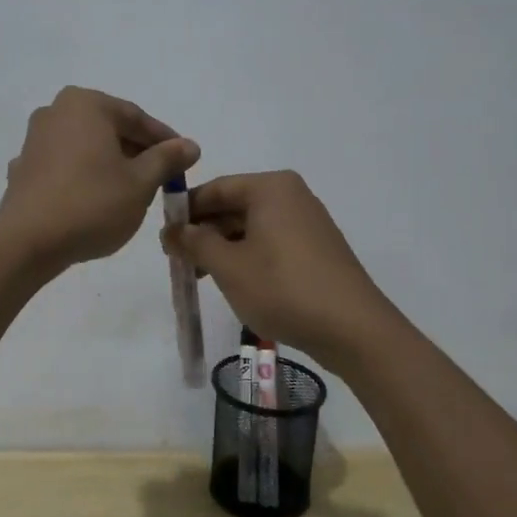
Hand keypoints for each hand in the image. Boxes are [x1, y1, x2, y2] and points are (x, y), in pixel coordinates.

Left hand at [0, 87, 200, 269]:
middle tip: (162, 178)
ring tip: (133, 192)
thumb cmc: (91, 204)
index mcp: (85, 104)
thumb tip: (190, 145)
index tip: (185, 160)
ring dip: (111, 164)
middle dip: (137, 152)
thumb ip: (167, 159)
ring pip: (87, 147)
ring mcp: (35, 140)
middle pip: (109, 129)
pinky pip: (65, 166)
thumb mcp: (141, 183)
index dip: (165, 140)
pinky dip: (85, 177)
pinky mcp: (24, 169)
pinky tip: (96, 201)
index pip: (136, 118)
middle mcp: (56, 112)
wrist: (27, 243)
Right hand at [160, 171, 404, 364]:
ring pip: (252, 226)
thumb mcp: (228, 266)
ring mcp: (308, 221)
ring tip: (202, 277)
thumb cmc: (283, 288)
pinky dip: (248, 256)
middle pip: (234, 206)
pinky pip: (271, 242)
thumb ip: (195, 242)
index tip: (163, 238)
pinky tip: (236, 282)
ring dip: (223, 248)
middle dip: (204, 232)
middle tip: (179, 261)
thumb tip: (172, 229)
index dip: (185, 211)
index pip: (215, 188)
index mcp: (270, 187)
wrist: (353, 329)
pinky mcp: (316, 248)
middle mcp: (291, 195)